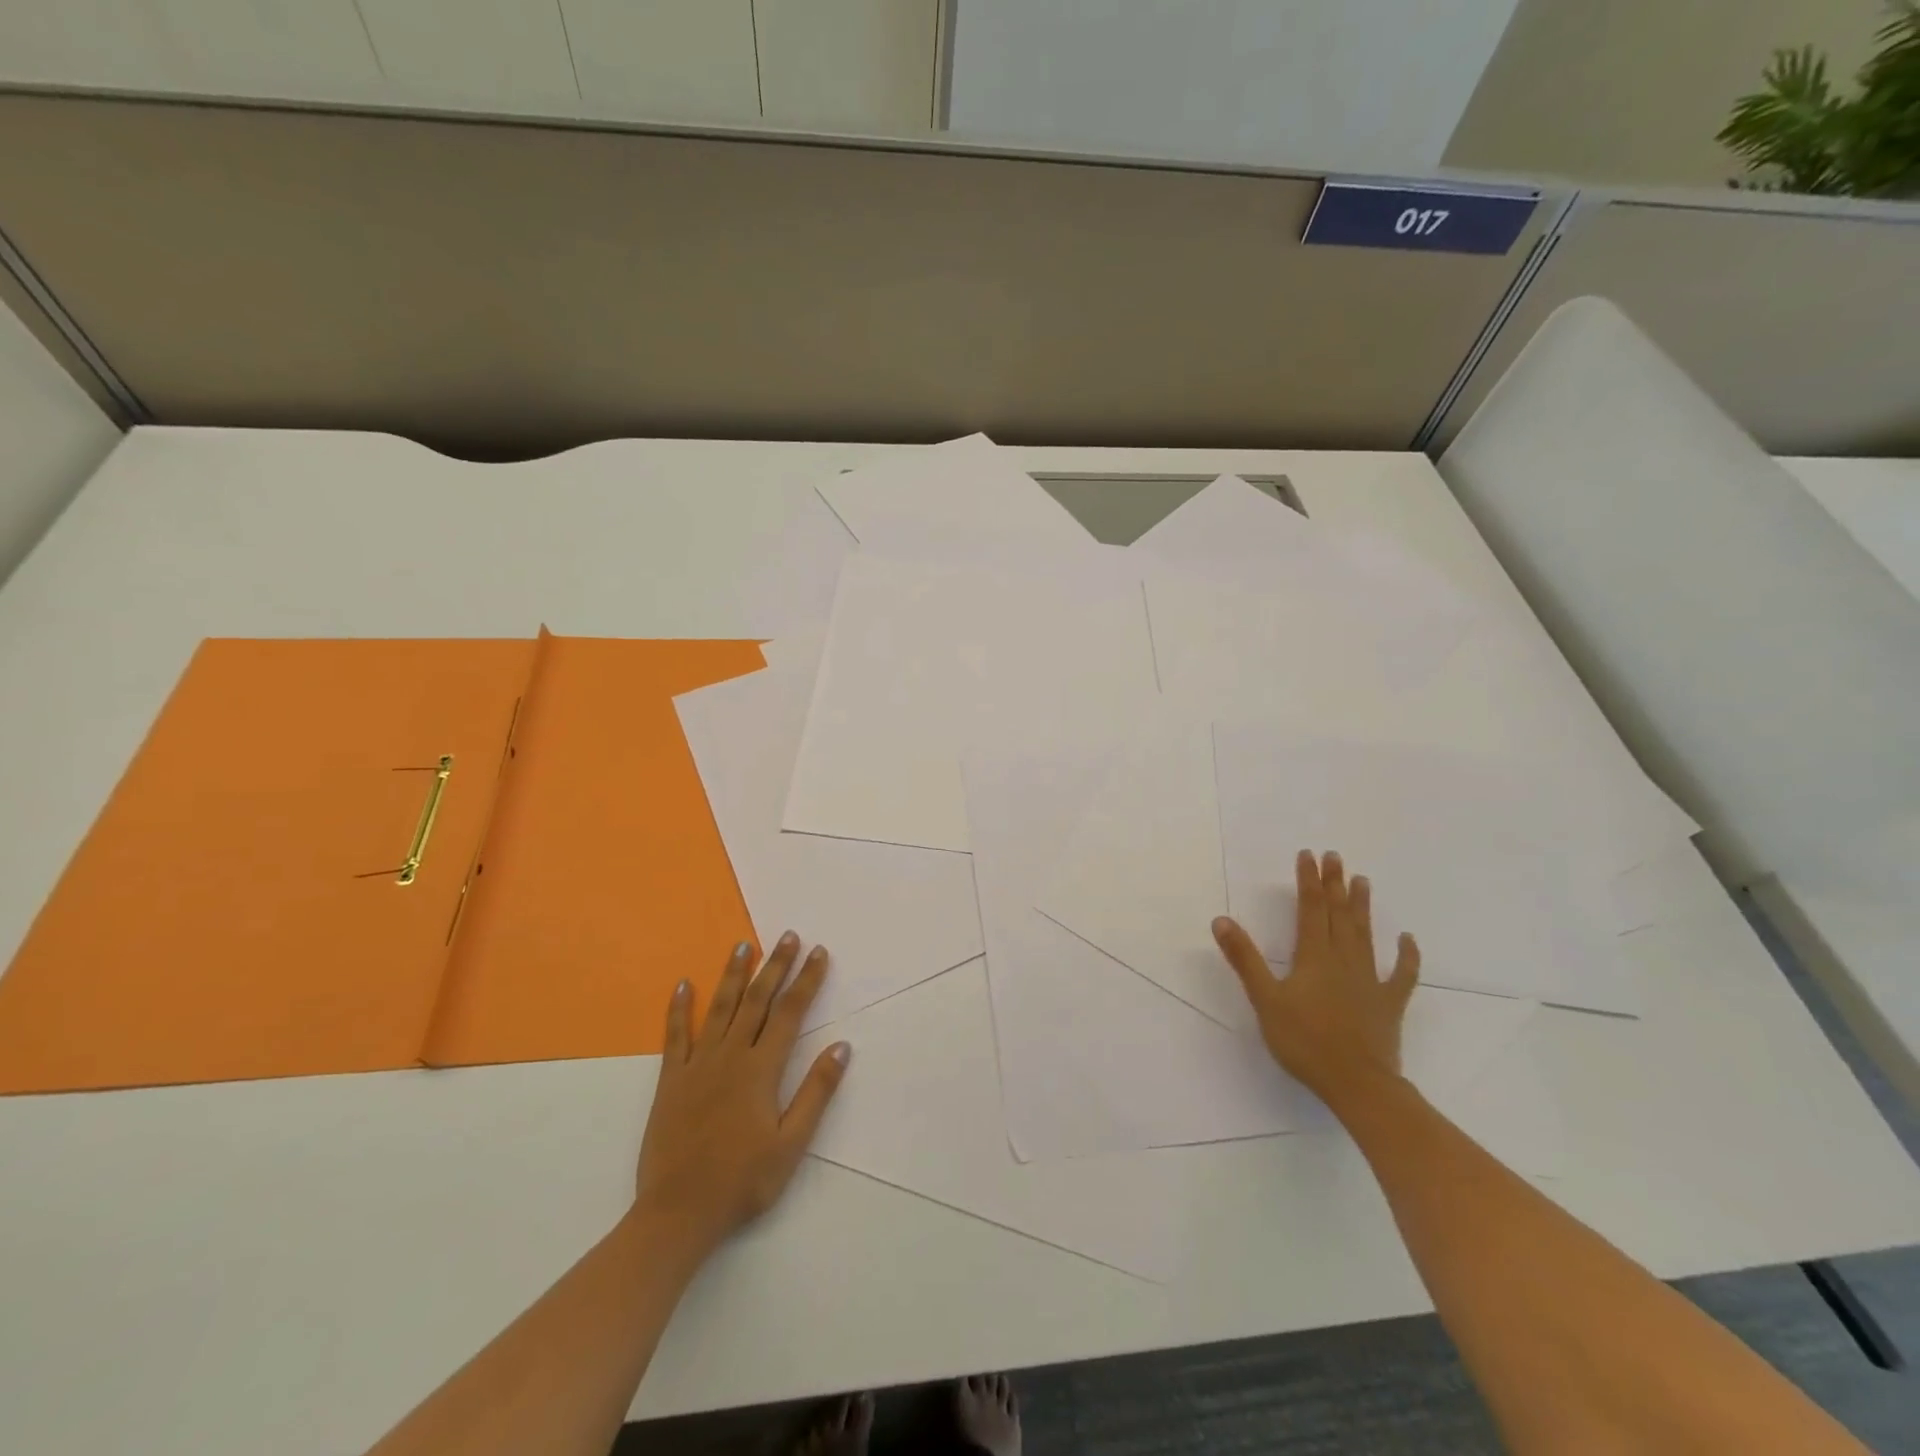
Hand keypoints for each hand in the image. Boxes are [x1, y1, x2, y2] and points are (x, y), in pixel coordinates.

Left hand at [632, 933, 850, 1258]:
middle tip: (788, 935)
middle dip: (775, 965)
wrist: (677, 1214)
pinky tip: (682, 984)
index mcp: (761, 1070)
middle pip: (757, 1000)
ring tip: (743, 945)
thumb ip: (816, 1092)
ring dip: (733, 974)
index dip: (807, 980)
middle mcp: (730, 1056)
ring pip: (719, 1008)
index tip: (819, 953)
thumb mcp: (791, 1144)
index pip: (790, 1013)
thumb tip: (842, 1046)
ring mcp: (697, 1065)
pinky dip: (678, 1008)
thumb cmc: (742, 1181)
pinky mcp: (670, 1080)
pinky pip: (675, 1036)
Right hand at [1211, 849, 1419, 1105]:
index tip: (1308, 855)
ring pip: (1365, 935)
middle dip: (1334, 884)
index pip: (1310, 909)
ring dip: (1362, 907)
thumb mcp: (1265, 1000)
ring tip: (1363, 881)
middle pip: (1338, 914)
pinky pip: (1402, 974)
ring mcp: (1370, 980)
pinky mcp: (1389, 1003)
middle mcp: (1344, 960)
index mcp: (1313, 957)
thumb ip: (1245, 959)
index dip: (1308, 881)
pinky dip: (1407, 956)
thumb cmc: (1305, 1041)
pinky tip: (1408, 940)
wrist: (1358, 1084)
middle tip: (1335, 857)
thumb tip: (1221, 920)